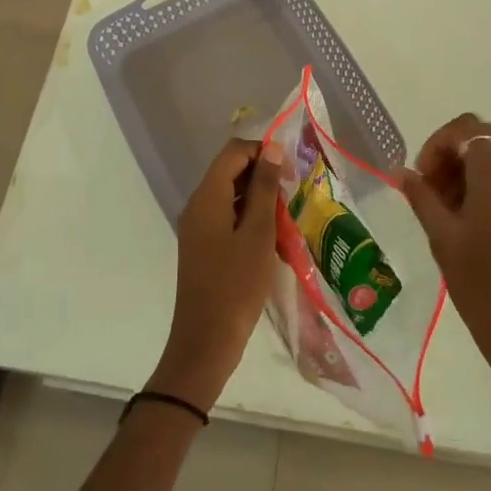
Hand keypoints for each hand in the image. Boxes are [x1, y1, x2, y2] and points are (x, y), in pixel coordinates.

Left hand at [146, 137, 285, 412]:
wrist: (206, 341)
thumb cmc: (236, 285)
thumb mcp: (258, 234)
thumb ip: (264, 188)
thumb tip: (271, 149)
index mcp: (207, 197)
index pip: (234, 151)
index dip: (263, 152)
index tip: (290, 173)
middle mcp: (198, 205)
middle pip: (230, 171)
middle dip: (263, 176)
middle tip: (293, 196)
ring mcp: (198, 227)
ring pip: (231, 195)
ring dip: (259, 199)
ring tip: (287, 218)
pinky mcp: (204, 246)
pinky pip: (227, 217)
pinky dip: (249, 218)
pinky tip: (272, 238)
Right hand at [400, 115, 490, 452]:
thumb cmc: (484, 288)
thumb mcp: (443, 239)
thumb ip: (422, 198)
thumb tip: (403, 172)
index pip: (467, 129)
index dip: (437, 144)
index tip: (420, 177)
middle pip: (484, 140)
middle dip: (450, 155)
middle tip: (428, 191)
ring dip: (466, 172)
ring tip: (442, 211)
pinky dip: (484, 188)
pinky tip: (466, 224)